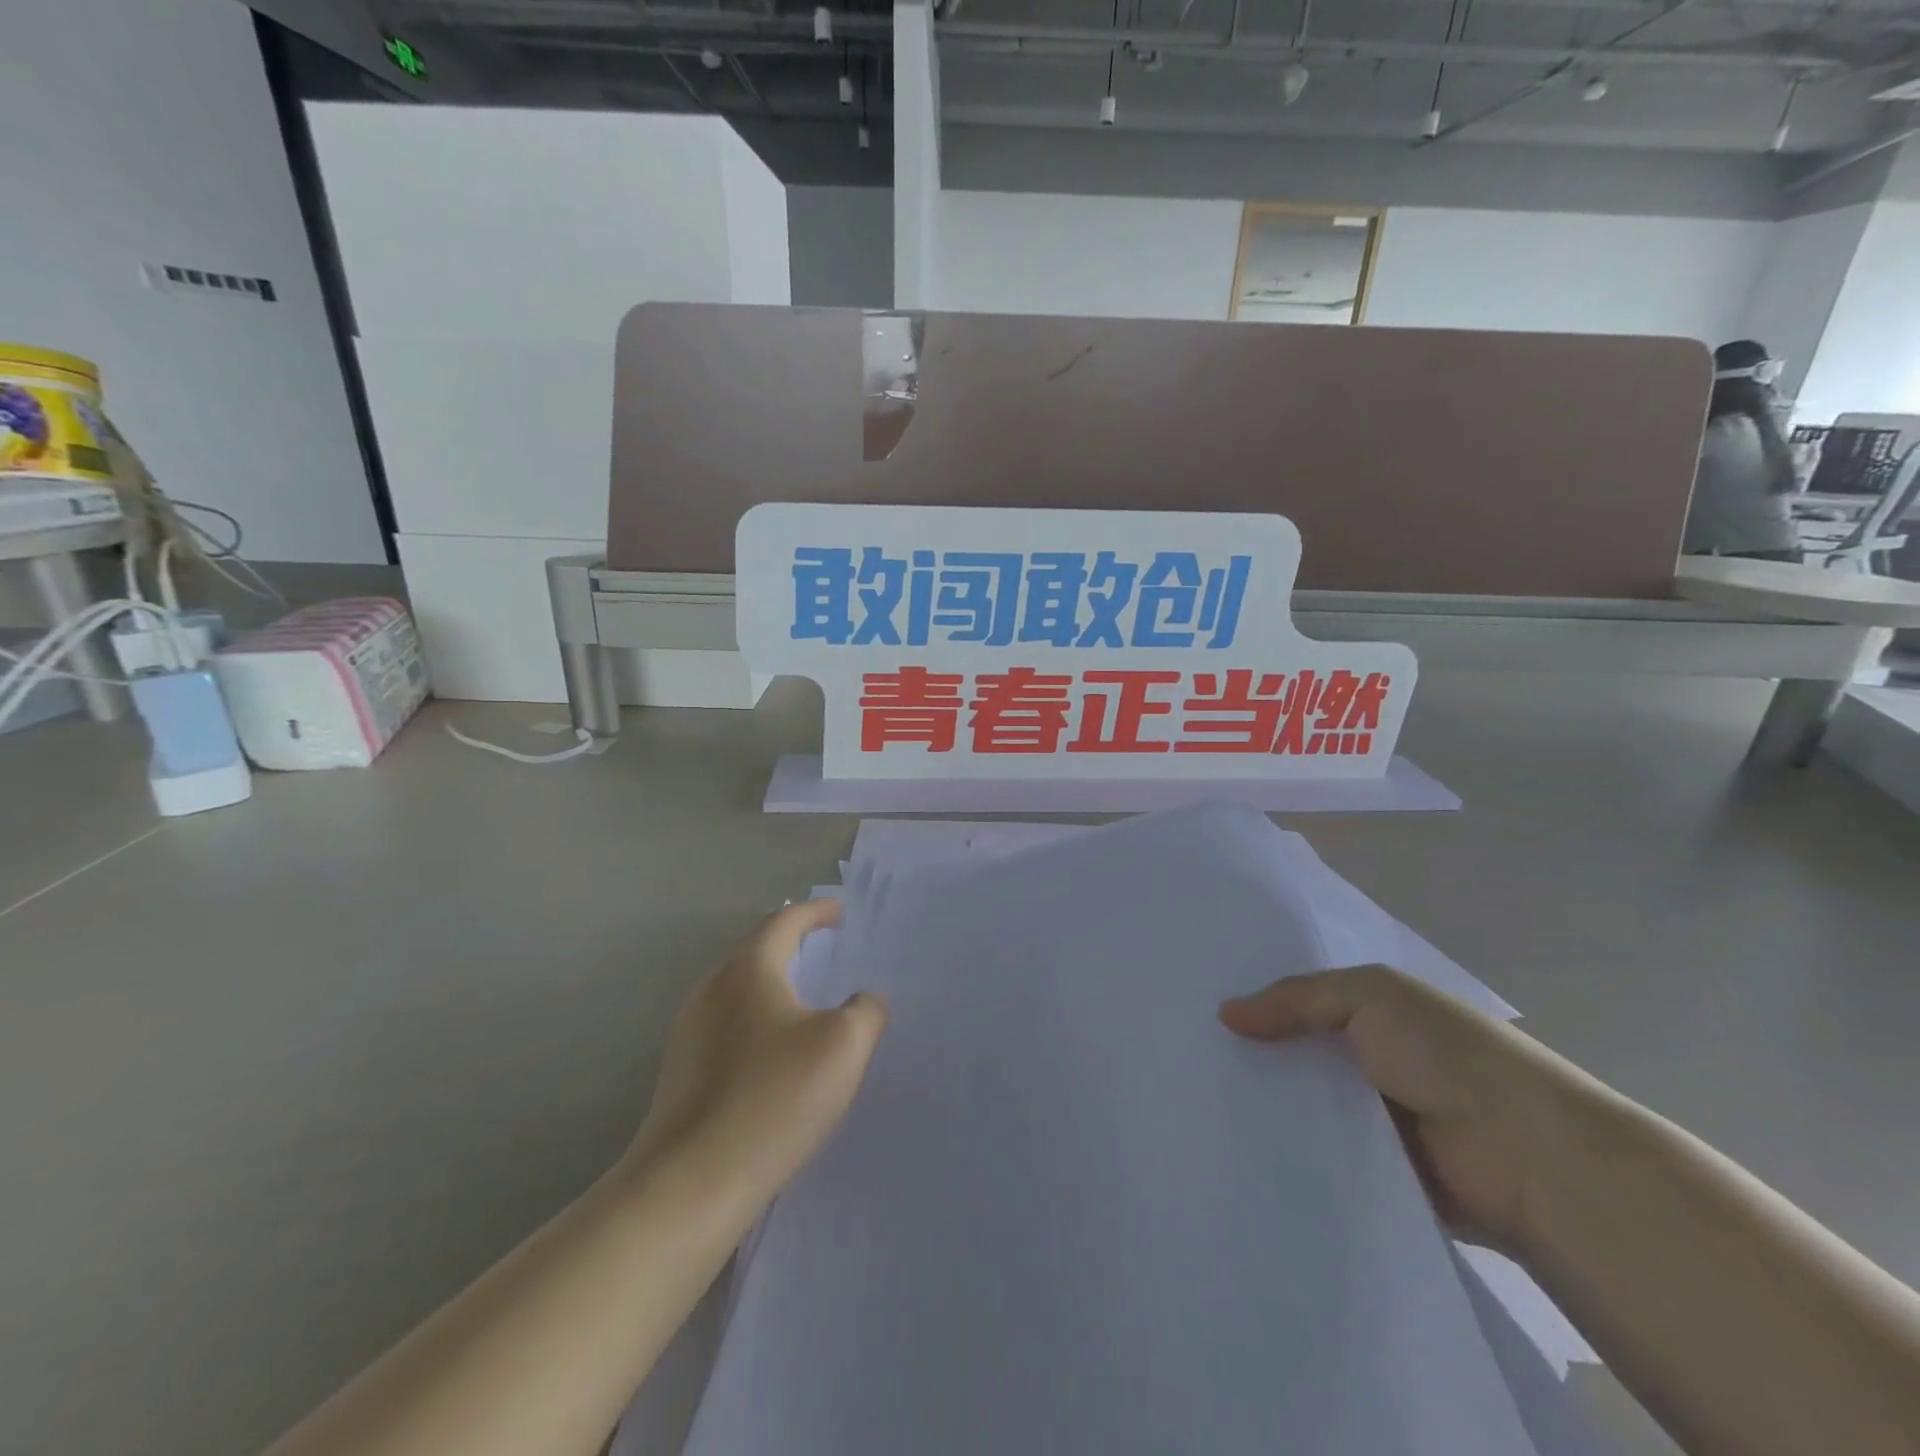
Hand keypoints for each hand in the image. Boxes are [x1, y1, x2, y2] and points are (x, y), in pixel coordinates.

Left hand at [631, 899, 887, 1210]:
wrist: (689, 1186)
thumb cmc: (773, 1100)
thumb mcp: (843, 1047)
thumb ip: (866, 1011)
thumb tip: (863, 1002)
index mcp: (748, 969)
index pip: (785, 921)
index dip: (816, 912)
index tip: (840, 912)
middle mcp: (712, 988)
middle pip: (756, 949)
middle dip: (792, 942)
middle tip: (825, 946)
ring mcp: (690, 1031)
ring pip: (739, 989)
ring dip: (773, 982)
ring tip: (805, 997)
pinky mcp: (682, 1071)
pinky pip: (729, 1025)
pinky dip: (758, 1018)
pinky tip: (776, 1053)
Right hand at [1220, 965, 1602, 1253]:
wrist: (1527, 1157)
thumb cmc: (1447, 1054)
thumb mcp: (1368, 995)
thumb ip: (1295, 999)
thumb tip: (1225, 1014)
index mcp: (1376, 1012)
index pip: (1302, 1000)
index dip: (1257, 1000)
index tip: (1200, 1005)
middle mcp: (1371, 1060)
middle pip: (1297, 1052)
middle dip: (1252, 1052)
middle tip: (1182, 1055)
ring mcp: (1374, 1118)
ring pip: (1303, 1104)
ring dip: (1266, 1104)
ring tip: (1194, 1101)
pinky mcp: (1374, 1172)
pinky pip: (1319, 1155)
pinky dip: (1288, 1150)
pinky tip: (1236, 1147)